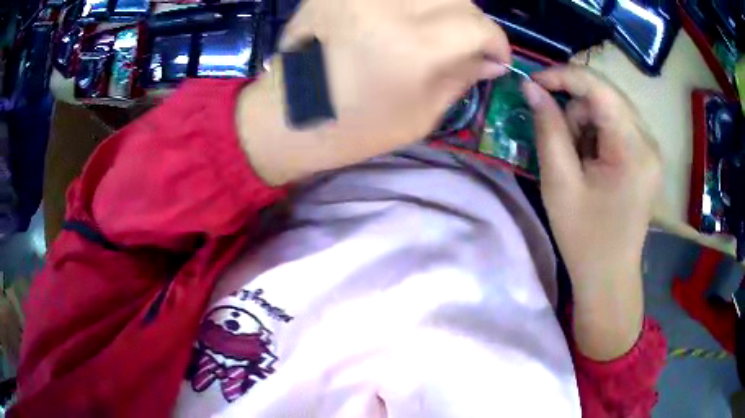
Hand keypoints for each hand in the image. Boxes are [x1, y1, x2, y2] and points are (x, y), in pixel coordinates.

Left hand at [237, 0, 509, 184]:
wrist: (288, 117)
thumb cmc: (354, 128)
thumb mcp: (421, 115)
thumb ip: (461, 78)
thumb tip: (490, 61)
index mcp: (414, 45)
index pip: (479, 25)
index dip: (497, 42)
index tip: (495, 58)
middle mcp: (389, 5)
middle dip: (472, 22)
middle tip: (467, 45)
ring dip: (443, 7)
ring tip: (437, 29)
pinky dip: (410, 4)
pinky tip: (405, 20)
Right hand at [524, 66, 661, 359]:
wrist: (609, 277)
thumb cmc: (584, 238)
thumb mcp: (559, 183)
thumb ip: (547, 129)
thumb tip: (532, 88)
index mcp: (633, 149)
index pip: (599, 87)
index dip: (563, 76)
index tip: (533, 83)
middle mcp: (649, 141)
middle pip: (606, 95)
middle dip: (575, 108)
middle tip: (559, 141)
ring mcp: (651, 149)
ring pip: (610, 108)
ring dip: (585, 124)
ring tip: (576, 160)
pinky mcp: (647, 157)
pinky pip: (617, 126)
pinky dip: (597, 134)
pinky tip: (591, 162)